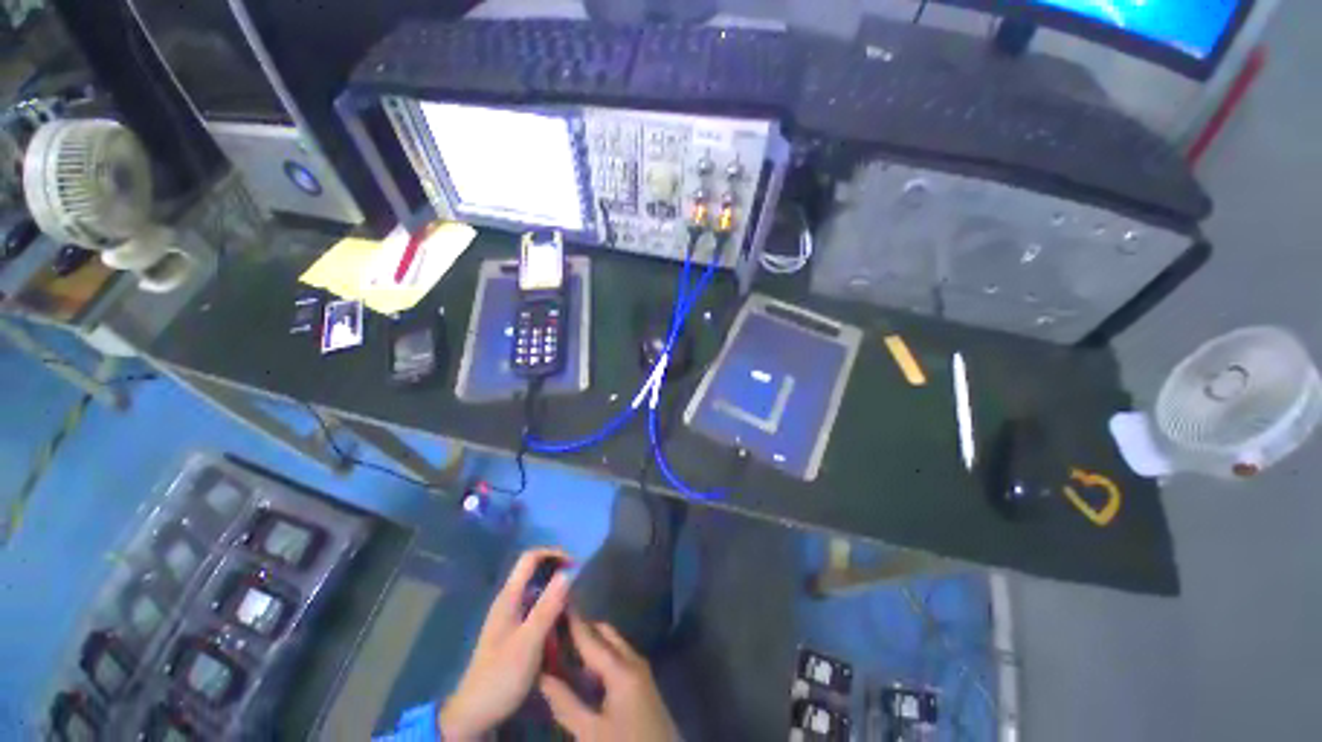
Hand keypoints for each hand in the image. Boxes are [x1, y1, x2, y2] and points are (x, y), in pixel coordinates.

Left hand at [439, 548, 571, 740]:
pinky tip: (562, 627)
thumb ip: (548, 606)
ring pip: (538, 592)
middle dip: (558, 574)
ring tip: (574, 609)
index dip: (554, 553)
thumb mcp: (529, 641)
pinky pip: (536, 610)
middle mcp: (509, 601)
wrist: (475, 714)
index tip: (576, 565)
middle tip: (579, 589)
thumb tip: (569, 572)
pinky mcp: (513, 632)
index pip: (531, 557)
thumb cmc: (501, 676)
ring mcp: (510, 617)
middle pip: (535, 572)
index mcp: (509, 597)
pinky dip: (551, 610)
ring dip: (556, 594)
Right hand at [539, 614, 679, 741]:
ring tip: (565, 646)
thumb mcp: (590, 733)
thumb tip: (542, 677)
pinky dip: (601, 656)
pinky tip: (584, 669)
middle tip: (557, 628)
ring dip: (592, 642)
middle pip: (605, 634)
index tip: (558, 602)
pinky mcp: (642, 683)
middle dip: (583, 628)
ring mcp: (641, 670)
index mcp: (621, 668)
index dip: (573, 621)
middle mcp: (633, 660)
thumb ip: (566, 703)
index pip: (591, 637)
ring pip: (613, 645)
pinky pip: (619, 658)